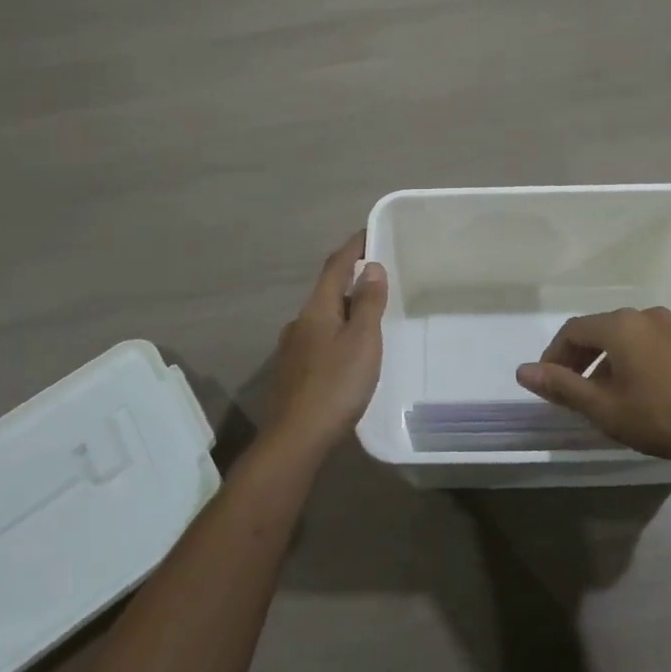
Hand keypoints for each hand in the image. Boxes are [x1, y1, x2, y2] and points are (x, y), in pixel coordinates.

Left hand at [264, 232, 387, 458]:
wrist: (296, 440)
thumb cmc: (335, 385)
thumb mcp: (362, 340)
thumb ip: (367, 303)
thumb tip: (371, 267)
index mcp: (317, 309)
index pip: (335, 266)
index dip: (353, 247)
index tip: (370, 232)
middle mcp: (300, 323)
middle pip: (327, 291)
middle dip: (350, 280)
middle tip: (379, 277)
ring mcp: (292, 350)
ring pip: (322, 318)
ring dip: (343, 310)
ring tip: (368, 316)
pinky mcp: (292, 374)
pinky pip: (319, 341)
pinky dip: (336, 334)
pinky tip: (348, 353)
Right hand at [516, 306, 670, 468]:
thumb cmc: (662, 417)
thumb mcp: (605, 408)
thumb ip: (562, 387)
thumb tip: (523, 370)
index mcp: (620, 325)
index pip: (573, 330)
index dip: (553, 355)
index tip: (547, 384)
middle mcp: (644, 315)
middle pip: (599, 330)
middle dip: (579, 358)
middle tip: (569, 391)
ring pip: (625, 338)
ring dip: (605, 362)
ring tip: (602, 396)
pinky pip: (648, 344)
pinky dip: (631, 361)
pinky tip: (637, 392)